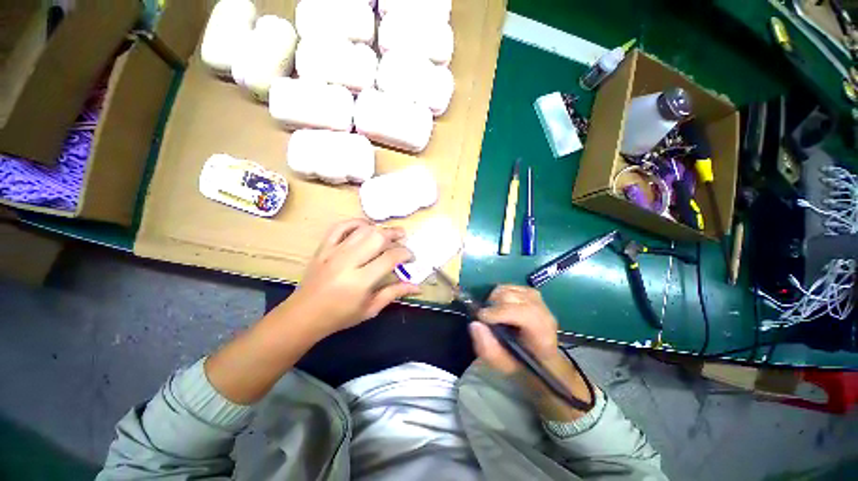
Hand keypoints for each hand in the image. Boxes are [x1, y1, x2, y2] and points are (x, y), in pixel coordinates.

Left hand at [281, 219, 420, 337]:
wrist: (304, 315)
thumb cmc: (340, 316)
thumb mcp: (371, 309)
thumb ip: (394, 293)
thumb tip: (418, 286)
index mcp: (360, 281)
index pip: (390, 258)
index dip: (405, 254)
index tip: (411, 258)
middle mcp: (347, 262)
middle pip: (377, 237)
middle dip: (395, 235)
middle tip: (403, 240)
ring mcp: (333, 252)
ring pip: (362, 230)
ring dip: (380, 228)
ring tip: (389, 233)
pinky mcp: (323, 248)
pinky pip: (340, 227)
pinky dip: (355, 222)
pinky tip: (366, 227)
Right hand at [469, 285, 559, 372]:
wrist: (538, 355)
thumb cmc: (521, 362)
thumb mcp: (502, 364)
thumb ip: (487, 347)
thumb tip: (475, 324)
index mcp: (542, 332)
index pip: (523, 313)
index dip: (499, 312)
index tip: (481, 317)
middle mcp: (542, 310)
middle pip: (512, 297)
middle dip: (493, 305)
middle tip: (485, 318)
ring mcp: (537, 298)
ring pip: (507, 289)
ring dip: (494, 299)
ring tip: (492, 313)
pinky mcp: (529, 291)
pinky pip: (508, 286)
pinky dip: (498, 294)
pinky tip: (499, 306)